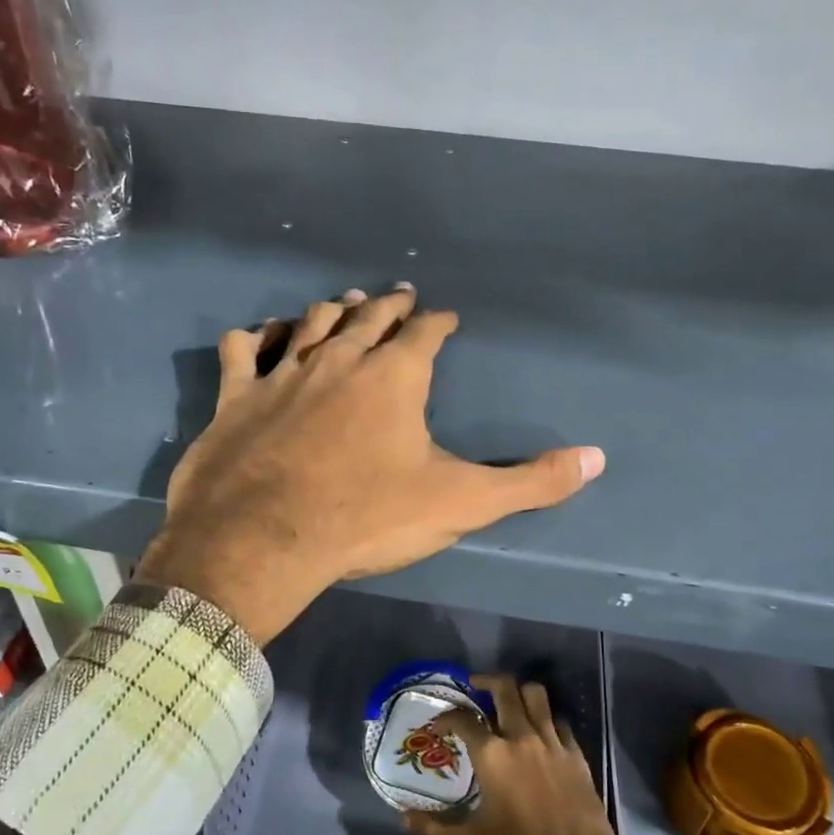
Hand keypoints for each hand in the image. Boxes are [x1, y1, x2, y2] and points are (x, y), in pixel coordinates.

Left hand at [135, 286, 605, 645]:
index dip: (440, 322)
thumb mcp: (460, 503)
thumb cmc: (366, 517)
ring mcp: (283, 372)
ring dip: (333, 309)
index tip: (447, 317)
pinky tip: (261, 335)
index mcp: (394, 376)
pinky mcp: (237, 395)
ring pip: (311, 323)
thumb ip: (530, 482)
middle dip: (390, 305)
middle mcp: (340, 359)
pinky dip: (255, 337)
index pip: (426, 332)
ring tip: (346, 302)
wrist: (262, 539)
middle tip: (400, 295)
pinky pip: (244, 349)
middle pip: (371, 317)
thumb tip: (597, 458)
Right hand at [404, 674, 630, 834]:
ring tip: (508, 700)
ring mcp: (552, 742)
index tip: (439, 724)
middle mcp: (521, 737)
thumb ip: (435, 827)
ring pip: (536, 695)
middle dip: (486, 681)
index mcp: (492, 754)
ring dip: (519, 692)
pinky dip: (546, 719)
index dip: (447, 716)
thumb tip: (404, 818)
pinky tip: (539, 732)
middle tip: (475, 686)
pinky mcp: (575, 753)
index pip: (463, 719)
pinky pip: (559, 721)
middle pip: (505, 689)